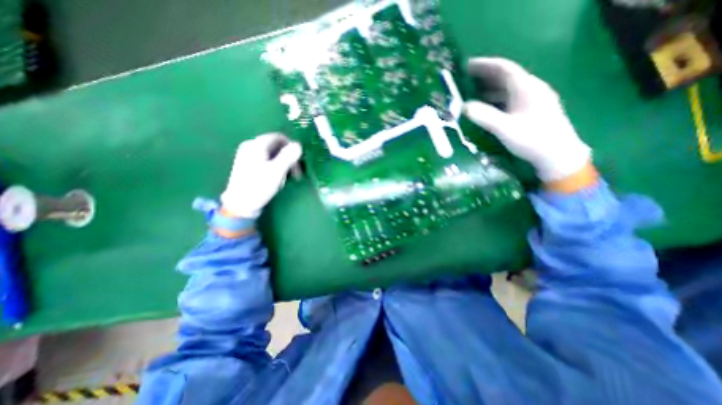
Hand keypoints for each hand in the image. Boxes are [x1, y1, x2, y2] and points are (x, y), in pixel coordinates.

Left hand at [219, 132, 299, 219]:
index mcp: (257, 145)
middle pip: (276, 146)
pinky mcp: (247, 165)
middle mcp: (250, 146)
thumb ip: (288, 156)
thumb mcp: (277, 171)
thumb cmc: (259, 186)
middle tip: (296, 173)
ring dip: (283, 164)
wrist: (240, 204)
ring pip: (272, 154)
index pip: (279, 137)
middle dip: (288, 157)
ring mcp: (247, 155)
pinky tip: (276, 178)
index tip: (299, 162)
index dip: (292, 147)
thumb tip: (298, 144)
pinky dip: (275, 166)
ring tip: (286, 178)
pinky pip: (266, 160)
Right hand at [462, 57, 591, 182]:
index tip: (467, 65)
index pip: (504, 68)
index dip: (484, 65)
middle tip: (466, 78)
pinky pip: (510, 97)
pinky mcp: (532, 109)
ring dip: (490, 87)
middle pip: (506, 76)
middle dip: (485, 75)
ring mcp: (533, 99)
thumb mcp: (505, 128)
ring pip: (508, 87)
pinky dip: (496, 98)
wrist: (558, 154)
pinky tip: (488, 105)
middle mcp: (531, 89)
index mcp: (526, 88)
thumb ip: (485, 116)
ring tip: (472, 91)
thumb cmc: (532, 139)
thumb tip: (464, 106)